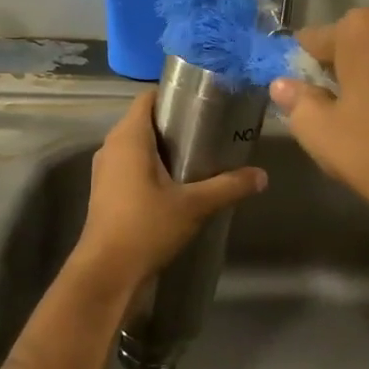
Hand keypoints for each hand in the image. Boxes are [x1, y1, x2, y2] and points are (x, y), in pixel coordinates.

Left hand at [72, 91, 267, 292]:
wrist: (107, 274)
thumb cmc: (146, 227)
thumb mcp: (194, 205)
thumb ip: (229, 186)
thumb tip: (262, 175)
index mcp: (129, 137)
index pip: (148, 97)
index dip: (174, 94)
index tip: (204, 102)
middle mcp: (112, 146)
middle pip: (145, 120)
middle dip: (176, 122)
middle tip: (211, 130)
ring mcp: (106, 170)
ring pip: (138, 145)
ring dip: (165, 147)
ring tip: (200, 155)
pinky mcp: (106, 191)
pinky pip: (132, 165)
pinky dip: (153, 166)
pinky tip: (179, 183)